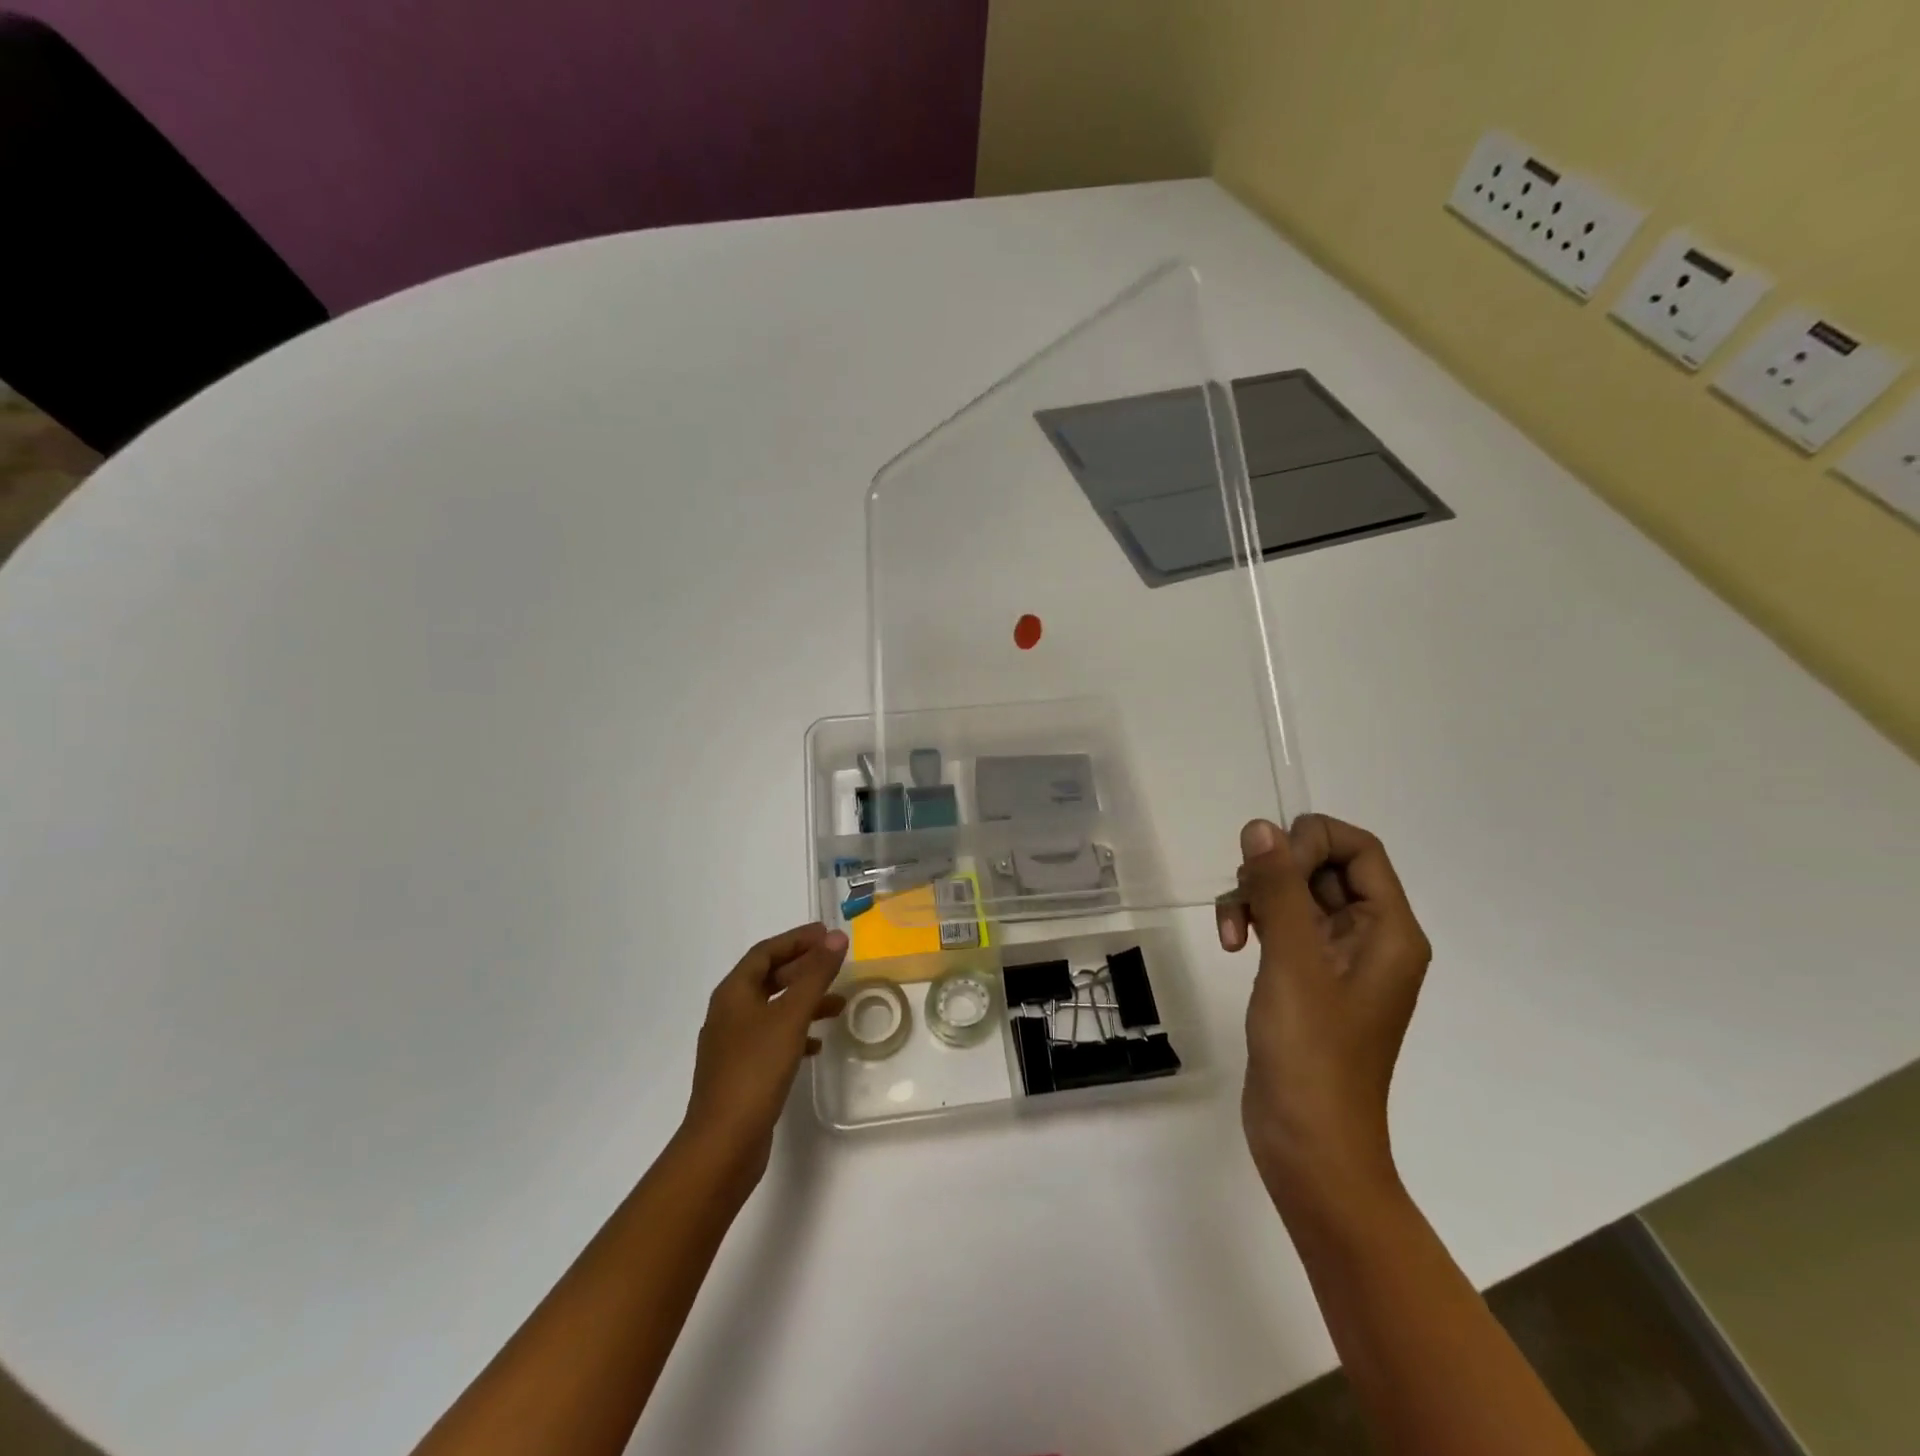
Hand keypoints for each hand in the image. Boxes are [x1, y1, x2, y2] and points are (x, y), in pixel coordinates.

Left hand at [682, 923, 847, 1182]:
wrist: (723, 1144)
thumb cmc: (755, 1070)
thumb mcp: (791, 1016)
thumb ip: (815, 975)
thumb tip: (837, 937)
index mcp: (733, 993)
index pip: (765, 952)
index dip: (796, 939)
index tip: (827, 933)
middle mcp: (728, 1013)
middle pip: (768, 978)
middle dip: (803, 968)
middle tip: (835, 963)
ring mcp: (732, 1044)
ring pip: (773, 1008)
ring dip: (804, 1001)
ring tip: (839, 1005)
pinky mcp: (741, 1072)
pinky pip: (772, 1037)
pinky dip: (796, 1032)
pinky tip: (817, 1045)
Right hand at [1218, 815, 1430, 1211]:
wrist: (1309, 1147)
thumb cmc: (1313, 1055)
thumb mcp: (1294, 963)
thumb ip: (1280, 889)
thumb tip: (1260, 827)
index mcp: (1389, 930)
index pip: (1359, 849)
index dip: (1311, 842)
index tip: (1269, 868)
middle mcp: (1368, 937)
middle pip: (1322, 867)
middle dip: (1274, 873)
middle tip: (1246, 902)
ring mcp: (1334, 959)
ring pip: (1293, 894)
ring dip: (1255, 899)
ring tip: (1229, 933)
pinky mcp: (1304, 978)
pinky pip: (1280, 924)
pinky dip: (1253, 922)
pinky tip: (1230, 944)